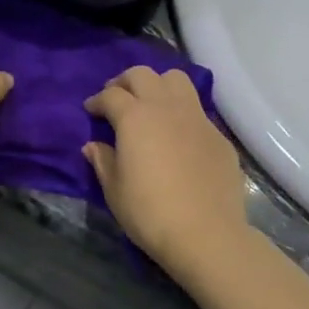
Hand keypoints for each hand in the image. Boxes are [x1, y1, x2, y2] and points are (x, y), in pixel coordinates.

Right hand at [84, 66, 247, 274]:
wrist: (206, 234)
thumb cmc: (150, 212)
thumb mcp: (114, 190)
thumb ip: (103, 161)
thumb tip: (94, 145)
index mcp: (135, 117)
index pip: (111, 95)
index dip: (97, 101)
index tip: (90, 111)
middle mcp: (166, 107)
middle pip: (142, 75)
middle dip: (125, 82)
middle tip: (117, 99)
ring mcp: (196, 118)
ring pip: (176, 80)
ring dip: (158, 85)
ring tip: (150, 104)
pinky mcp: (218, 135)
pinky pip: (196, 110)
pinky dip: (181, 112)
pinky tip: (177, 135)